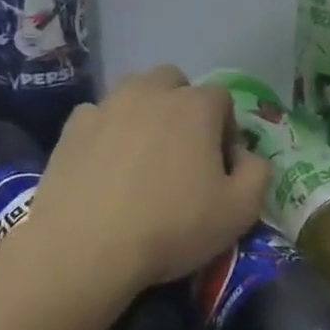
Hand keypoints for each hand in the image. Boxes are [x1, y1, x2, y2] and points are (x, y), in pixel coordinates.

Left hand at [28, 66, 268, 293]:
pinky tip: (106, 165)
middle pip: (174, 82)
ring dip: (145, 111)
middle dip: (183, 107)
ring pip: (133, 91)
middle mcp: (151, 92)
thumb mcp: (240, 211)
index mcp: (196, 106)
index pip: (222, 99)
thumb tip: (246, 156)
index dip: (226, 130)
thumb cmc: (172, 226)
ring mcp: (107, 106)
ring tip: (143, 153)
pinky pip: (98, 116)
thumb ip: (257, 173)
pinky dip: (107, 131)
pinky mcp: (72, 128)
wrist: (85, 248)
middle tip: (182, 150)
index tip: (220, 165)